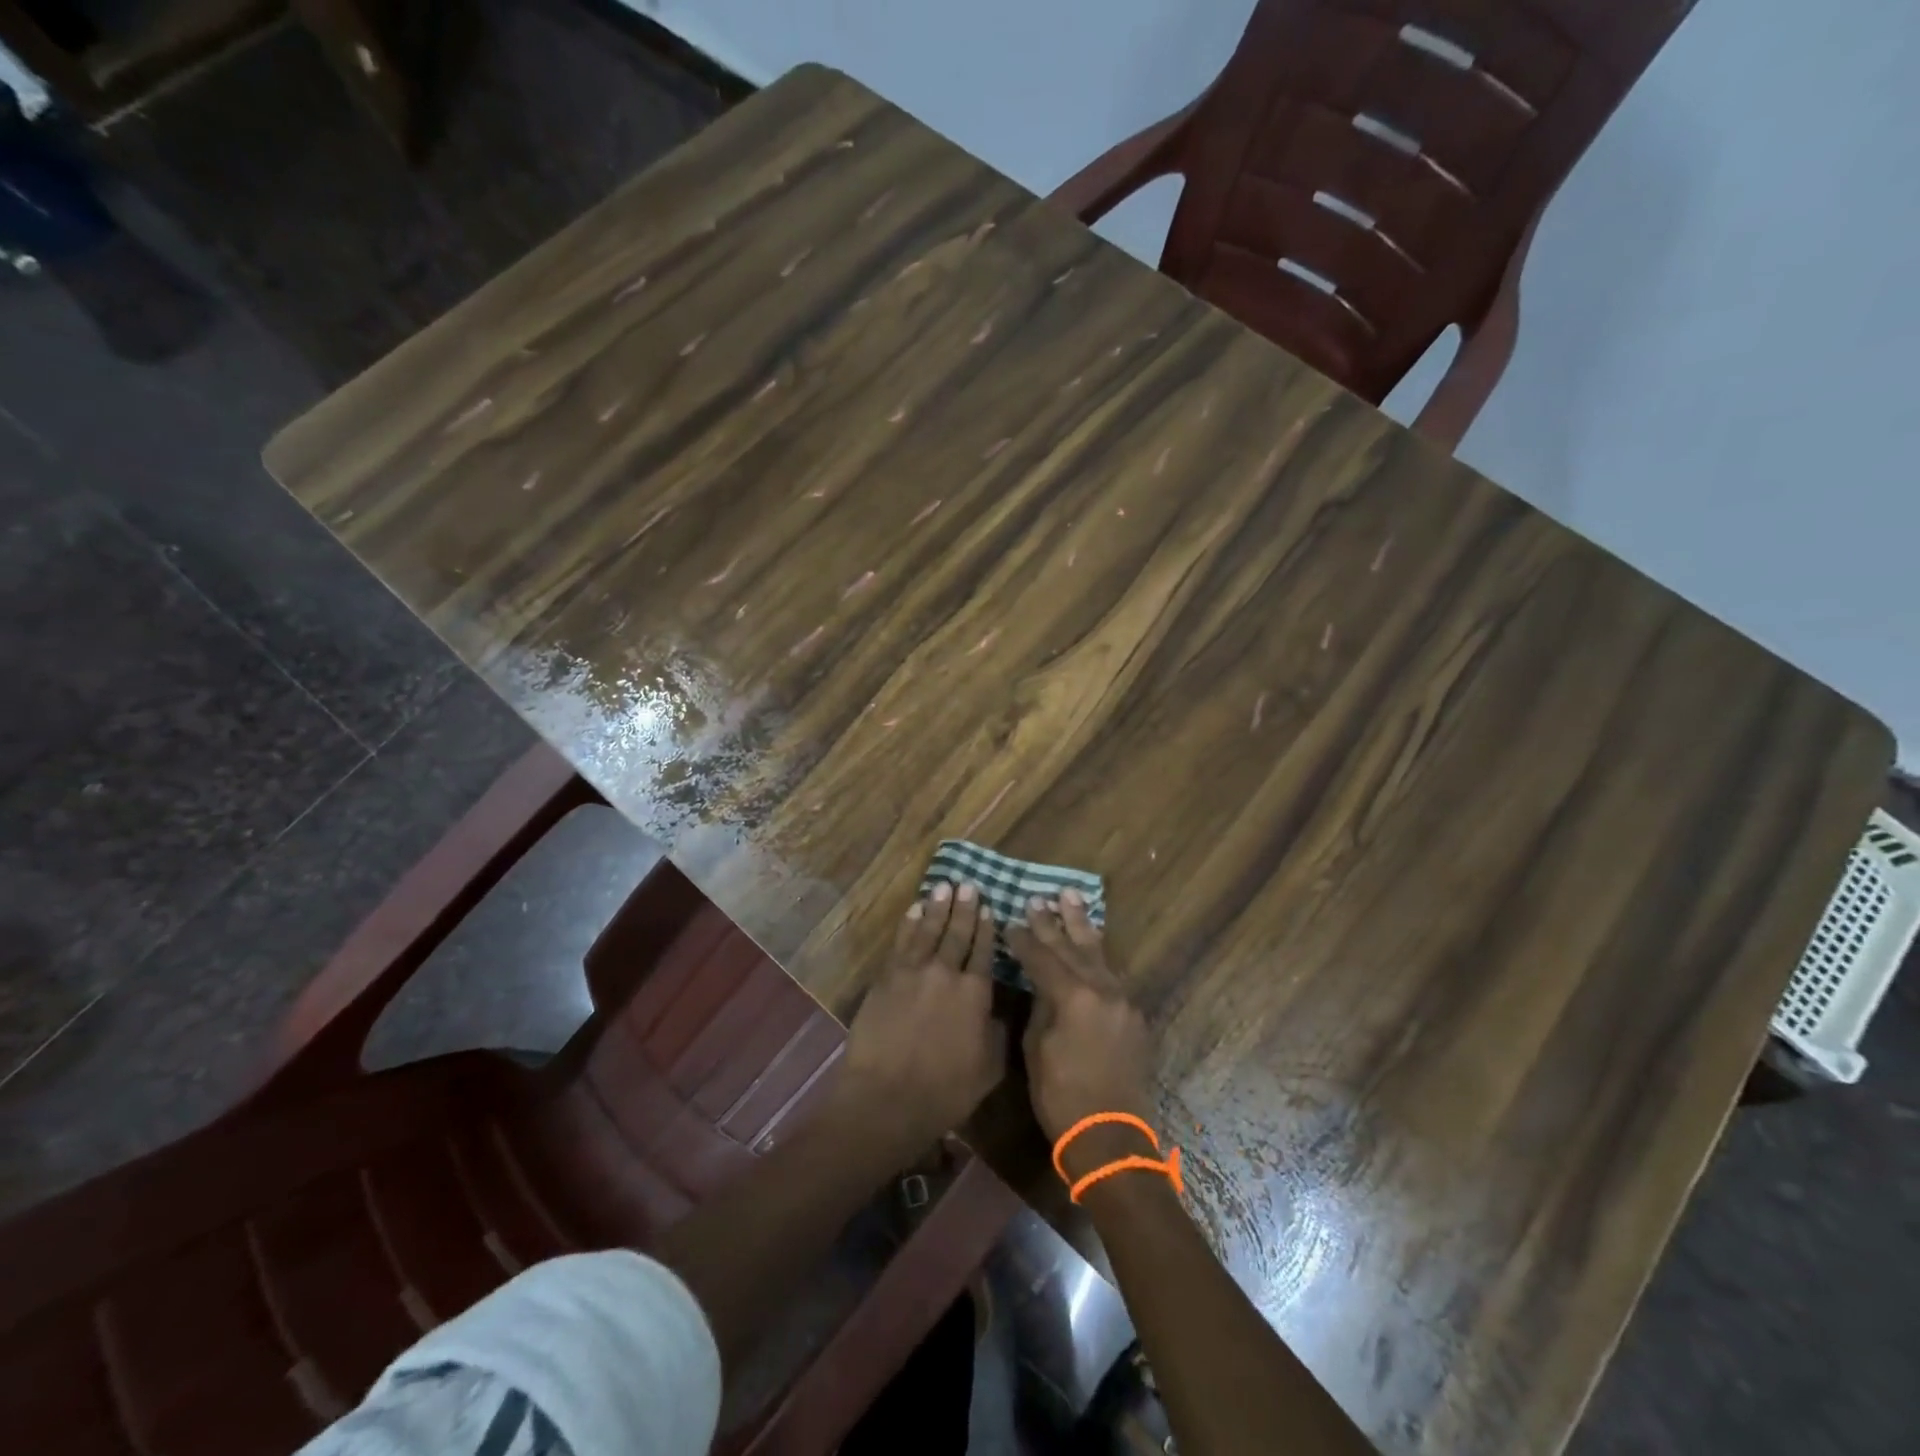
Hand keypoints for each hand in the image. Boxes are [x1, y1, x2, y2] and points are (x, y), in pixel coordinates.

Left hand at [828, 882, 1006, 1160]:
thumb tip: (1000, 1012)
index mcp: (976, 993)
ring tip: (944, 887)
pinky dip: (909, 924)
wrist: (887, 1097)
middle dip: (964, 908)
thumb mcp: (989, 1068)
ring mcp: (913, 972)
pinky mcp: (887, 978)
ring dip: (937, 907)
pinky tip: (914, 910)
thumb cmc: (945, 1091)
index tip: (989, 908)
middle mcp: (947, 973)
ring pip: (928, 930)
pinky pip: (901, 942)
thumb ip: (997, 1033)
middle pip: (957, 933)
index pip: (984, 951)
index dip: (986, 928)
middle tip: (968, 884)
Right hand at [1007, 891, 1156, 1173]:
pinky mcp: (1134, 1015)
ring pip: (1098, 953)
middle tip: (1040, 897)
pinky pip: (1112, 974)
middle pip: (1072, 946)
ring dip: (1082, 926)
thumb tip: (1041, 985)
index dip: (1023, 939)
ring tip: (1072, 897)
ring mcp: (1123, 1000)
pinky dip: (1098, 955)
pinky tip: (1091, 943)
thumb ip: (1040, 1006)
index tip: (1009, 921)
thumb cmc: (1061, 1097)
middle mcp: (1102, 989)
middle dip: (1053, 922)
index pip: (1042, 957)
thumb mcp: (1037, 1048)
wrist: (1111, 1137)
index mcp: (1073, 996)